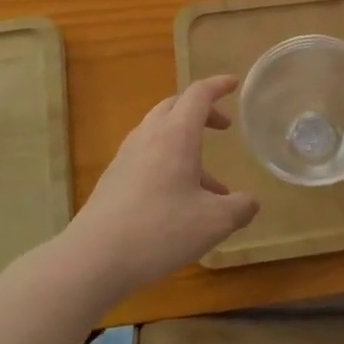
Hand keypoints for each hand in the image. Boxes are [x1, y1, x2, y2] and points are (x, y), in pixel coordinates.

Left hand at [61, 75, 259, 299]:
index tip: (233, 84)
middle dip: (201, 111)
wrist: (93, 259)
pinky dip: (168, 164)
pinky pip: (146, 157)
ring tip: (210, 183)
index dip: (218, 86)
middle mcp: (148, 137)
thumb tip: (250, 202)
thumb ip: (240, 208)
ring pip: (159, 134)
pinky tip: (179, 201)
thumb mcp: (214, 222)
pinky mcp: (112, 180)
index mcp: (176, 135)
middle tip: (222, 125)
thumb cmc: (160, 230)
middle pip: (174, 107)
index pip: (198, 95)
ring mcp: (126, 158)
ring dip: (185, 144)